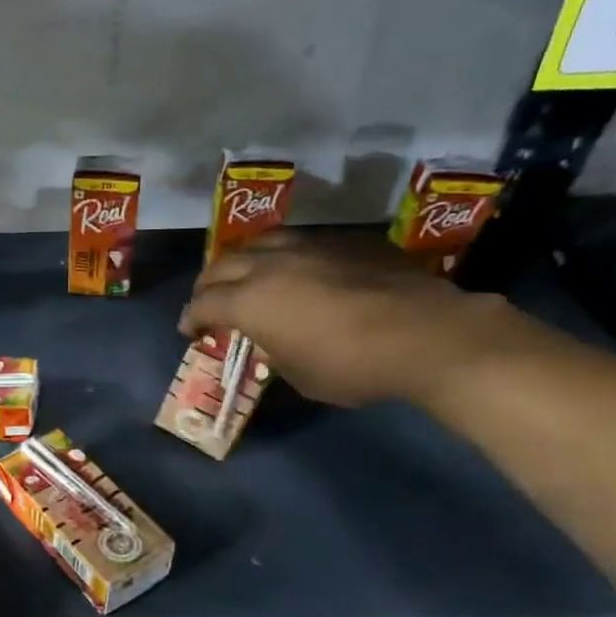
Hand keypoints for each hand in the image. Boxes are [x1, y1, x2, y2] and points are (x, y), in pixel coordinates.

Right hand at [179, 230, 530, 408]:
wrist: (426, 335)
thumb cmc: (352, 366)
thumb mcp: (298, 374)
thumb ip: (274, 351)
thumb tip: (272, 340)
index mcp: (250, 301)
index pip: (204, 303)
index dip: (191, 318)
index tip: (189, 330)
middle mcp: (271, 265)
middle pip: (223, 265)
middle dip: (208, 284)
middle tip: (208, 300)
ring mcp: (310, 247)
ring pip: (260, 242)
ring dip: (243, 260)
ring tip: (245, 274)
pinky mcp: (344, 243)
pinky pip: (300, 243)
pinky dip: (284, 256)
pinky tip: (296, 270)